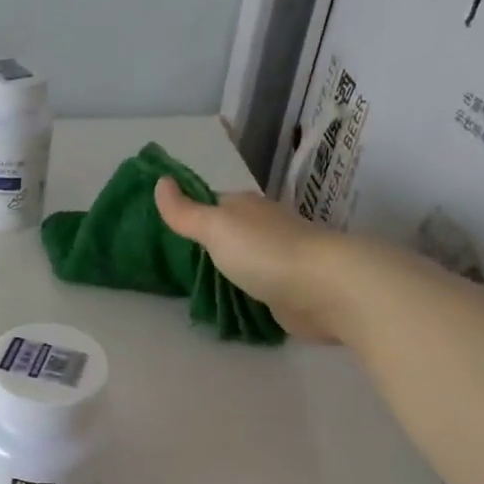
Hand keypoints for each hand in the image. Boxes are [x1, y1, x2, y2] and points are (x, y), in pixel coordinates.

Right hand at [154, 178, 344, 341]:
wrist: (323, 289)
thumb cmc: (264, 252)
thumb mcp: (215, 227)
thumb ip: (185, 211)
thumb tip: (160, 181)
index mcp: (246, 207)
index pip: (212, 204)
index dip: (191, 213)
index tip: (165, 231)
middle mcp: (264, 228)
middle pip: (229, 233)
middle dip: (207, 245)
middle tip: (175, 264)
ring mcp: (278, 260)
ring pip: (243, 261)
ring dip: (226, 270)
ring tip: (195, 287)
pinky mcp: (288, 290)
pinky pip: (257, 288)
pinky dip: (244, 293)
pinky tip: (229, 303)